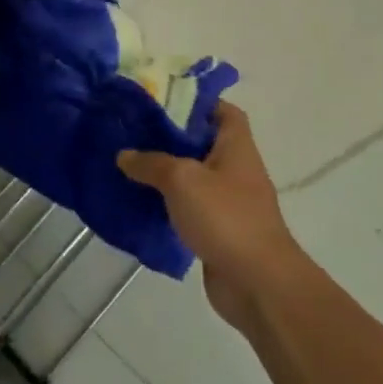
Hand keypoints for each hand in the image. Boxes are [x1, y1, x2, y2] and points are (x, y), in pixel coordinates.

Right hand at [119, 103, 302, 330]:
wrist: (258, 283)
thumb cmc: (225, 217)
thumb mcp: (182, 180)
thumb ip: (151, 163)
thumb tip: (124, 155)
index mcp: (236, 146)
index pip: (222, 110)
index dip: (196, 101)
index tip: (161, 101)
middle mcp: (235, 168)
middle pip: (202, 142)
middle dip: (170, 137)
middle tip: (133, 131)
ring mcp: (228, 201)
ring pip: (192, 177)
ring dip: (165, 172)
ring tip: (128, 164)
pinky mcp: (218, 230)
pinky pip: (189, 208)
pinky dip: (168, 204)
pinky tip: (139, 203)